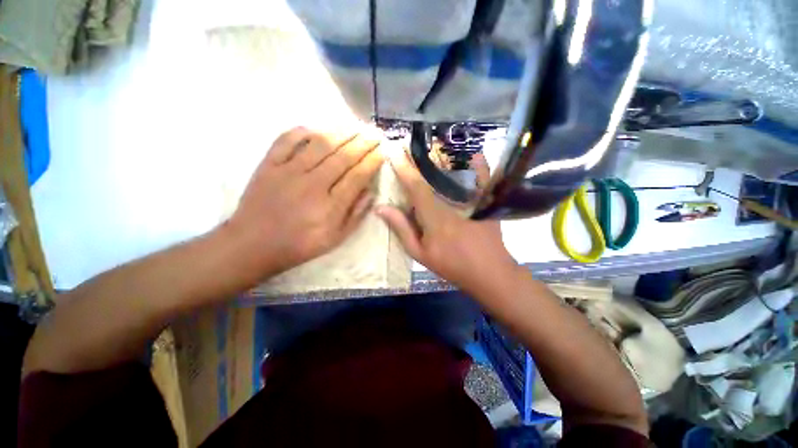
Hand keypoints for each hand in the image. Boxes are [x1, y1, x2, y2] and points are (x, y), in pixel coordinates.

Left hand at [227, 126, 383, 276]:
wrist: (253, 244)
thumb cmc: (300, 245)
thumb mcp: (335, 239)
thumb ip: (356, 215)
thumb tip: (371, 192)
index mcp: (330, 206)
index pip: (358, 176)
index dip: (372, 161)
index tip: (382, 151)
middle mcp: (312, 185)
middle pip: (343, 156)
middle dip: (363, 142)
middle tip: (375, 133)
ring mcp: (288, 171)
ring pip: (320, 143)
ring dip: (341, 132)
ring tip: (356, 125)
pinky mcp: (268, 165)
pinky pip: (287, 139)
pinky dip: (303, 130)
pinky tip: (318, 128)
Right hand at [376, 151, 517, 294]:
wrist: (489, 273)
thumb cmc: (451, 265)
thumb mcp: (420, 252)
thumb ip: (401, 229)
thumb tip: (381, 208)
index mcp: (434, 216)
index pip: (416, 187)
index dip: (404, 169)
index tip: (394, 153)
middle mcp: (453, 203)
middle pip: (434, 176)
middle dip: (420, 161)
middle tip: (409, 147)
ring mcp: (473, 201)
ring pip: (456, 175)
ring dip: (443, 160)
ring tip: (431, 149)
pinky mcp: (487, 204)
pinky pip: (485, 181)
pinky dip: (481, 167)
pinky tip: (476, 156)